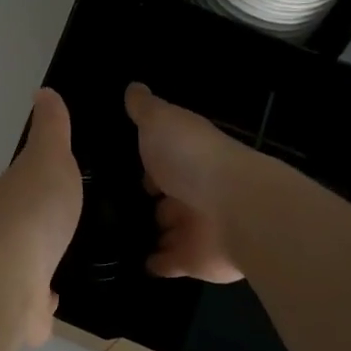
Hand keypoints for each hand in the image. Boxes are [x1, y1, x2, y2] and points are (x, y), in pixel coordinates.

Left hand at [0, 88, 83, 344]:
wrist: (8, 277)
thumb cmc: (34, 210)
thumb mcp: (49, 158)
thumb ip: (51, 130)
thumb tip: (43, 93)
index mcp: (14, 194)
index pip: (28, 181)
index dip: (43, 178)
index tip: (59, 176)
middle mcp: (7, 230)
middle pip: (25, 222)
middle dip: (42, 221)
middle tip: (69, 220)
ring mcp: (10, 270)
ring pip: (28, 260)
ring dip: (41, 259)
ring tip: (66, 257)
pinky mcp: (19, 308)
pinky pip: (34, 300)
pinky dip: (42, 300)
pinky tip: (54, 299)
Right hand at [125, 82, 251, 283]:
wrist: (235, 209)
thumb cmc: (192, 158)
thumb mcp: (160, 122)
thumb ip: (145, 109)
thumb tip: (133, 87)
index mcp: (188, 156)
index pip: (163, 157)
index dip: (147, 161)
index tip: (125, 166)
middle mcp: (194, 189)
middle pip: (167, 195)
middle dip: (151, 200)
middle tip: (116, 206)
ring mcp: (195, 227)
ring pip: (168, 229)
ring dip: (153, 232)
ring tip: (119, 237)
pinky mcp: (194, 260)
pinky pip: (169, 263)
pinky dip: (156, 263)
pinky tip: (137, 263)